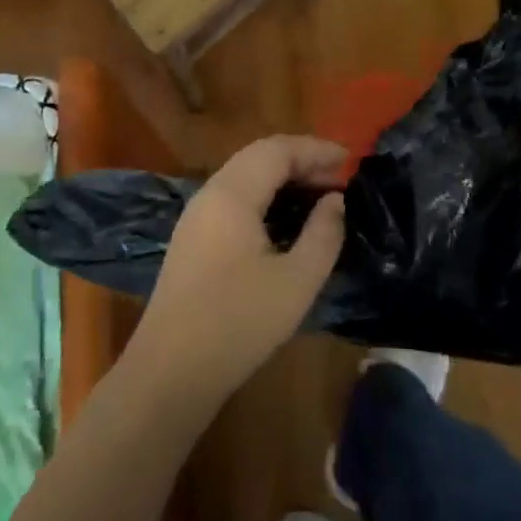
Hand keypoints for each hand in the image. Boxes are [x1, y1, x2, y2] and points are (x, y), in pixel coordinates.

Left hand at [130, 136, 348, 400]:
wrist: (169, 372)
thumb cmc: (238, 323)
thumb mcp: (296, 281)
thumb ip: (323, 234)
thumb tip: (335, 200)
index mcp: (232, 194)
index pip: (277, 149)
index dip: (315, 149)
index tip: (350, 159)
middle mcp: (210, 194)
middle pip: (258, 157)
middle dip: (301, 160)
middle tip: (338, 177)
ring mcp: (196, 216)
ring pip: (244, 176)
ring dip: (282, 178)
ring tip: (318, 195)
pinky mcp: (192, 239)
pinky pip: (233, 198)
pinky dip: (264, 196)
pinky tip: (284, 220)